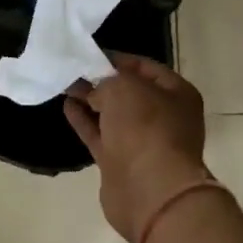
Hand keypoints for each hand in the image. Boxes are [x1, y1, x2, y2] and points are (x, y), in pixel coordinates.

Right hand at [63, 53, 210, 242]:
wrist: (150, 190)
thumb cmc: (146, 128)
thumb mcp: (124, 88)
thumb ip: (106, 81)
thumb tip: (94, 91)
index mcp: (177, 94)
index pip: (145, 67)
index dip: (117, 59)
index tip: (89, 52)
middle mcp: (163, 117)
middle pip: (129, 92)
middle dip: (102, 80)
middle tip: (73, 68)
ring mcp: (141, 142)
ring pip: (112, 115)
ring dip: (91, 100)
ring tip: (65, 83)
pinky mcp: (120, 163)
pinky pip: (100, 135)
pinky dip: (84, 121)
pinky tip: (67, 106)